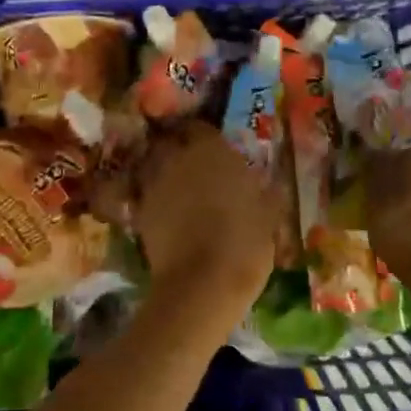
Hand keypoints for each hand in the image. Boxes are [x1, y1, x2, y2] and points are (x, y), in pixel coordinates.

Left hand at [94, 121, 276, 308]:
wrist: (201, 283)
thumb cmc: (244, 242)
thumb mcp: (269, 216)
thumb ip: (266, 193)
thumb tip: (271, 185)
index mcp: (212, 149)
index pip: (199, 127)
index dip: (204, 137)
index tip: (213, 148)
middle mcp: (178, 158)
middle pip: (170, 142)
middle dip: (178, 148)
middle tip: (193, 164)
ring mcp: (154, 183)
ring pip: (153, 165)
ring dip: (162, 170)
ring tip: (176, 186)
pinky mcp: (139, 211)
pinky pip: (144, 194)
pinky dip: (153, 198)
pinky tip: (166, 212)